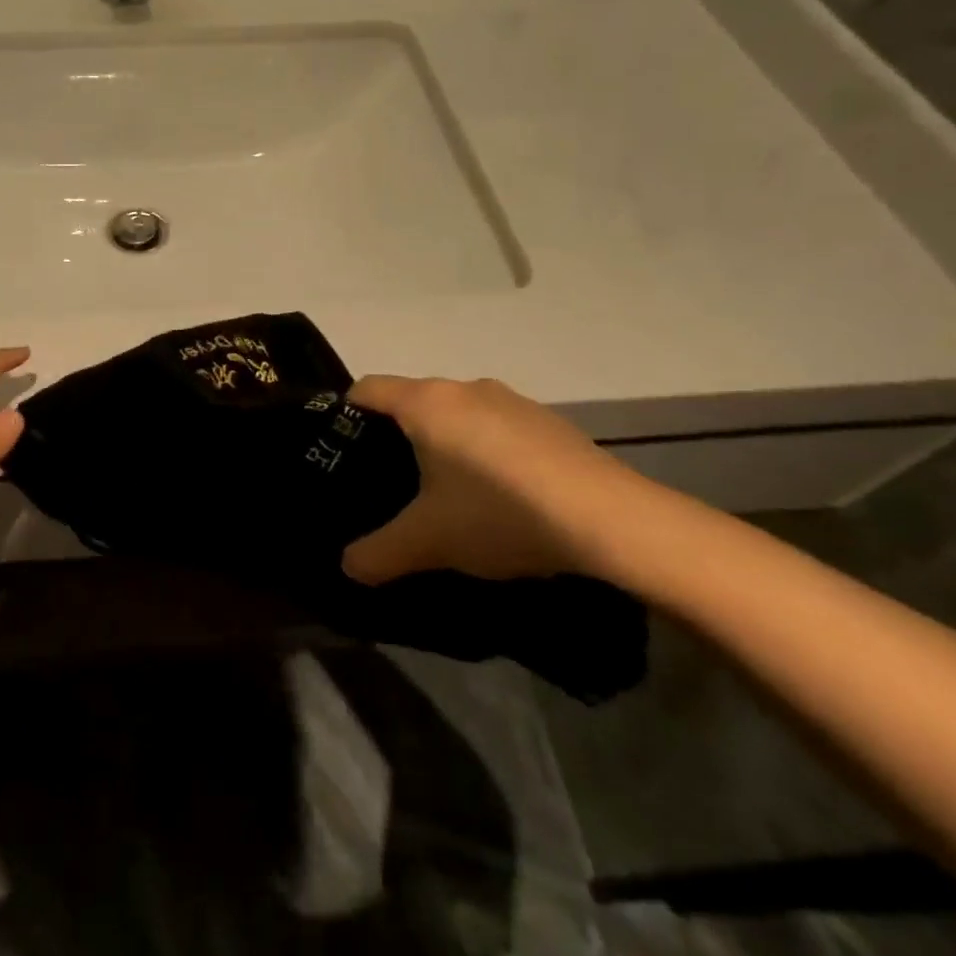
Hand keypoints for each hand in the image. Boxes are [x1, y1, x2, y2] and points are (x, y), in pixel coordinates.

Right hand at [342, 375, 651, 585]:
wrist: (612, 521)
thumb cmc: (498, 514)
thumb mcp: (428, 542)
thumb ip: (378, 554)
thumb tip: (347, 567)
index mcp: (426, 402)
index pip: (366, 389)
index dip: (345, 416)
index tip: (343, 453)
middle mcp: (466, 387)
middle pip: (412, 401)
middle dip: (397, 437)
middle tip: (392, 484)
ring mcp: (513, 401)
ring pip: (457, 414)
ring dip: (445, 444)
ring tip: (448, 495)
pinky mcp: (549, 422)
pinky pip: (496, 427)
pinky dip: (485, 452)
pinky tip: (500, 497)